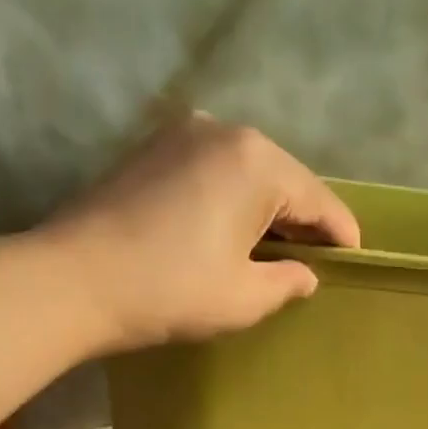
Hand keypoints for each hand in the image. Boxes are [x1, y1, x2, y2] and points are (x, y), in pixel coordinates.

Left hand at [38, 114, 360, 353]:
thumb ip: (287, 281)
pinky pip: (213, 170)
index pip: (317, 199)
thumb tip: (305, 273)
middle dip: (302, 219)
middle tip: (316, 258)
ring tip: (275, 248)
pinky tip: (231, 230)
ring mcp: (181, 133)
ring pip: (247, 172)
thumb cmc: (170, 291)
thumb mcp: (244, 298)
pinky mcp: (151, 148)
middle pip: (284, 178)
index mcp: (257, 162)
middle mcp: (224, 130)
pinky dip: (231, 198)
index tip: (355, 258)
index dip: (340, 234)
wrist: (72, 281)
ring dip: (266, 208)